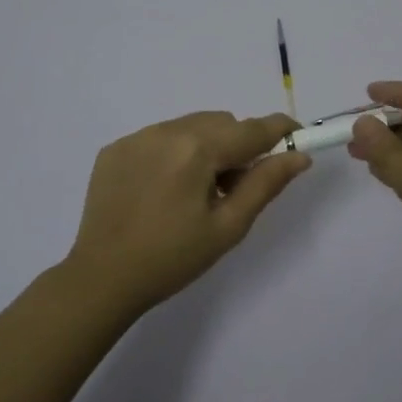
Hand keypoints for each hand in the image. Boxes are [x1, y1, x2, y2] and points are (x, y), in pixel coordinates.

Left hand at [64, 111, 310, 315]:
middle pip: (221, 123)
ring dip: (206, 147)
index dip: (280, 130)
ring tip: (196, 192)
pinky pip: (160, 137)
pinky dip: (174, 153)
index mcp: (197, 149)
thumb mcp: (228, 226)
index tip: (298, 136)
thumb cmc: (172, 258)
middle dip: (239, 145)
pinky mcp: (115, 148)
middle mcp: (166, 131)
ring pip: (191, 126)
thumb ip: (265, 184)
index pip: (252, 129)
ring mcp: (136, 137)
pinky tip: (164, 190)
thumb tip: (299, 156)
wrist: (102, 278)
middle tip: (235, 188)